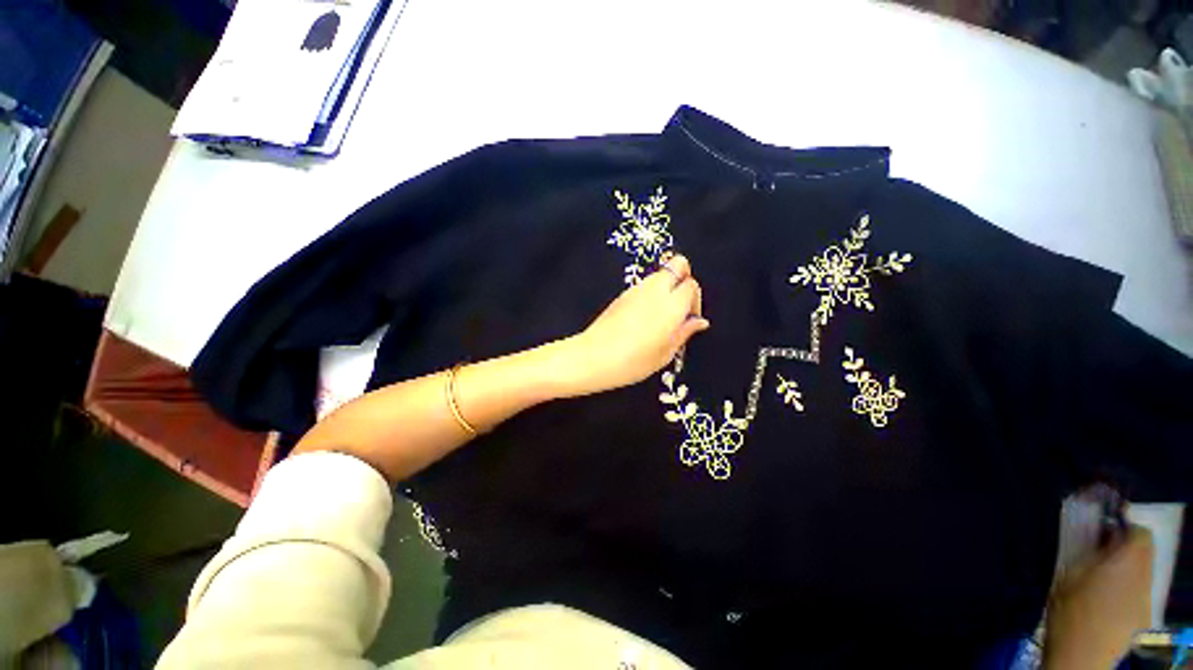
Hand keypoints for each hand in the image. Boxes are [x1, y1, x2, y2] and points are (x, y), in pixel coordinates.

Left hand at [555, 255, 709, 397]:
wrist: (594, 357)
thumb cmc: (632, 361)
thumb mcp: (665, 353)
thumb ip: (684, 332)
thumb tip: (698, 321)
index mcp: (670, 305)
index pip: (692, 285)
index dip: (695, 300)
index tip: (689, 318)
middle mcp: (654, 290)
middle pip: (678, 264)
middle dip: (684, 280)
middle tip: (679, 306)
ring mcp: (636, 289)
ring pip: (660, 273)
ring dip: (667, 286)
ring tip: (661, 314)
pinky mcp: (622, 294)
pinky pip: (644, 284)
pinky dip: (651, 293)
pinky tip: (644, 316)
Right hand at [1043, 524, 1153, 669]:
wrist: (1081, 656)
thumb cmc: (1071, 610)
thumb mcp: (1071, 575)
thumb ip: (1090, 553)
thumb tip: (1102, 534)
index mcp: (1127, 563)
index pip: (1140, 533)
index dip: (1126, 526)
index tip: (1106, 527)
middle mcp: (1143, 577)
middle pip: (1144, 553)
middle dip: (1125, 549)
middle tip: (1100, 552)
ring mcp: (1145, 600)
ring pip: (1141, 573)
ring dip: (1125, 568)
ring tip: (1100, 578)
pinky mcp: (1142, 616)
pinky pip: (1138, 592)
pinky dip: (1125, 588)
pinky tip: (1106, 601)